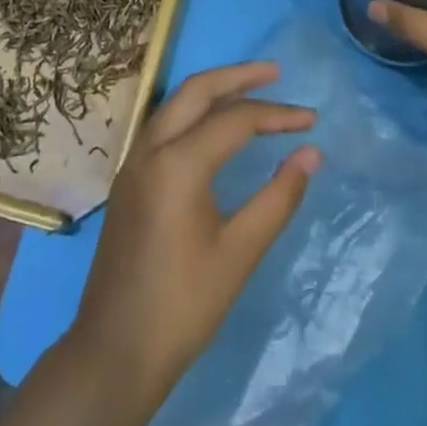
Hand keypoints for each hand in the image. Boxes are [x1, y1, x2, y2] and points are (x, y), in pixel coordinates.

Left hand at [70, 62, 320, 404]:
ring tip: (252, 89)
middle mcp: (150, 148)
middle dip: (238, 76)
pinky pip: (165, 124)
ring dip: (214, 90)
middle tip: (277, 73)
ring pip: (176, 103)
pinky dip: (195, 111)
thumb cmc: (183, 306)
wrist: (114, 353)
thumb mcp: (239, 252)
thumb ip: (278, 197)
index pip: (236, 120)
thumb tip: (311, 153)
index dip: (278, 115)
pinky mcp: (128, 178)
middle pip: (197, 90)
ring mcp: (133, 161)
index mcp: (177, 163)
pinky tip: (215, 125)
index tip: (312, 120)